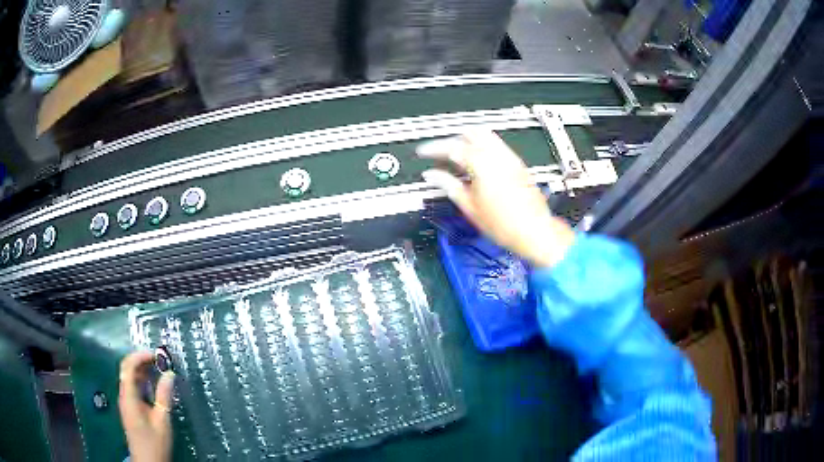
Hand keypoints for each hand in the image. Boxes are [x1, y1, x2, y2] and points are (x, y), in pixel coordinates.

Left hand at [119, 351, 173, 461]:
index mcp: (128, 397)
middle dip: (142, 360)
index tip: (157, 355)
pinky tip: (154, 385)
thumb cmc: (155, 443)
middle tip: (160, 360)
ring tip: (159, 369)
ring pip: (130, 378)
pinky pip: (133, 388)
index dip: (141, 356)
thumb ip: (164, 396)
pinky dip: (143, 381)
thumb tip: (170, 374)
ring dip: (143, 370)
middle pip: (127, 369)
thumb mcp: (162, 420)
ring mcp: (126, 402)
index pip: (129, 366)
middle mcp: (124, 395)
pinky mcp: (130, 408)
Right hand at [417, 130, 574, 267]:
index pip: (452, 147)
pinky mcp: (517, 165)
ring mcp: (510, 158)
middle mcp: (498, 156)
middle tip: (440, 151)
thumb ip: (448, 185)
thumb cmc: (506, 225)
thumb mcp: (469, 206)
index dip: (434, 148)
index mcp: (482, 164)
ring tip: (456, 155)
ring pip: (486, 135)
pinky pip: (497, 145)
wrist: (534, 232)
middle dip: (452, 138)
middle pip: (470, 132)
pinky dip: (482, 147)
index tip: (423, 152)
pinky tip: (476, 162)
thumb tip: (432, 175)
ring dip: (468, 139)